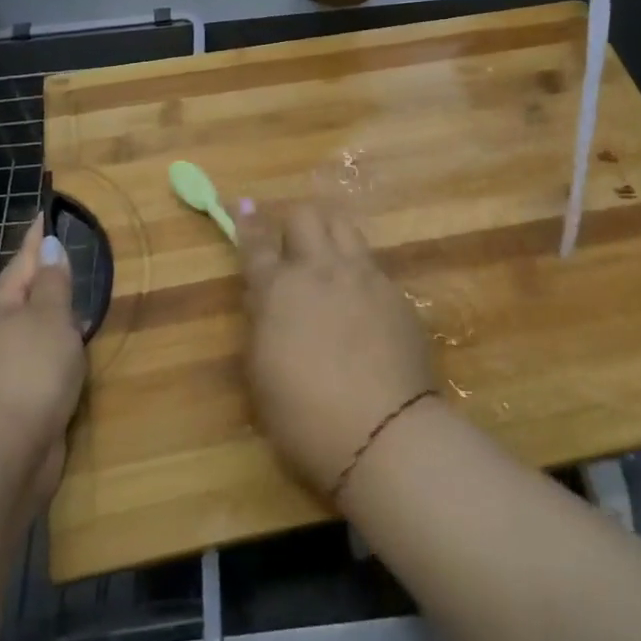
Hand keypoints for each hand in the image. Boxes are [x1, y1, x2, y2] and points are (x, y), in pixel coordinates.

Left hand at [0, 216, 86, 519]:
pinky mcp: (19, 400)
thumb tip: (48, 248)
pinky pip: (44, 362)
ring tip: (86, 301)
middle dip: (48, 277)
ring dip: (58, 317)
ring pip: (36, 331)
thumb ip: (53, 284)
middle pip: (26, 296)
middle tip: (73, 254)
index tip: (46, 213)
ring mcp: (5, 370)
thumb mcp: (48, 319)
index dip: (38, 238)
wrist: (1, 459)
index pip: (22, 261)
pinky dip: (61, 351)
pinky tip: (80, 353)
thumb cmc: (28, 375)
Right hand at [236, 201, 433, 499]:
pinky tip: (361, 304)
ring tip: (328, 263)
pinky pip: (372, 264)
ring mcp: (364, 277)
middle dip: (293, 227)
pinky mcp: (396, 293)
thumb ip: (261, 325)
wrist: (385, 433)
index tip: (244, 206)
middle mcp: (322, 270)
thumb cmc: (305, 417)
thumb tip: (262, 298)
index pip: (257, 244)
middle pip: (305, 216)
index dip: (247, 224)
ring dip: (329, 235)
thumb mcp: (262, 374)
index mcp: (279, 290)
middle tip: (292, 253)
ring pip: (343, 227)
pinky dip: (358, 272)